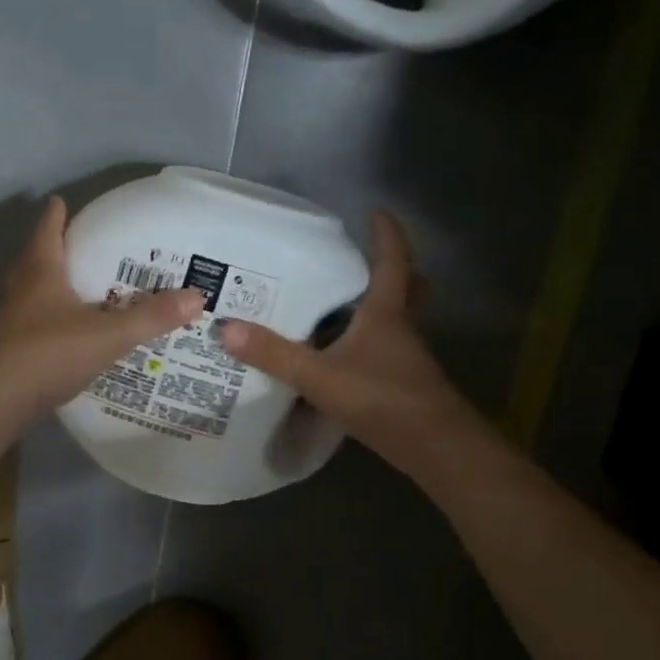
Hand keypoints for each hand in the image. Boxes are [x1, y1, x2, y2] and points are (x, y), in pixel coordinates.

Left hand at [0, 196, 202, 425]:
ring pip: (30, 291)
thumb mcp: (108, 334)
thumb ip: (151, 317)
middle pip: (35, 259)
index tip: (62, 201)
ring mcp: (11, 320)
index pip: (48, 230)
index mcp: (41, 272)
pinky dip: (49, 319)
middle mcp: (21, 290)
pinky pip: (33, 322)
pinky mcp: (10, 348)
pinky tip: (68, 331)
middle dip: (54, 248)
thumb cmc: (50, 353)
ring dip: (49, 285)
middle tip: (78, 244)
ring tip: (77, 286)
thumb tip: (197, 296)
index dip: (56, 214)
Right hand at [216, 211, 465, 453]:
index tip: (376, 211)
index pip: (391, 261)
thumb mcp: (319, 376)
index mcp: (386, 314)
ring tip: (343, 302)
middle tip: (364, 258)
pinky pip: (386, 348)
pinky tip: (342, 354)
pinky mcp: (402, 383)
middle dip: (391, 269)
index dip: (386, 234)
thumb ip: (273, 354)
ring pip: (398, 319)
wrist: (434, 448)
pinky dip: (368, 341)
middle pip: (408, 288)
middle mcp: (401, 328)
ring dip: (378, 305)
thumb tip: (225, 327)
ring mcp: (405, 357)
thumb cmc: (382, 399)